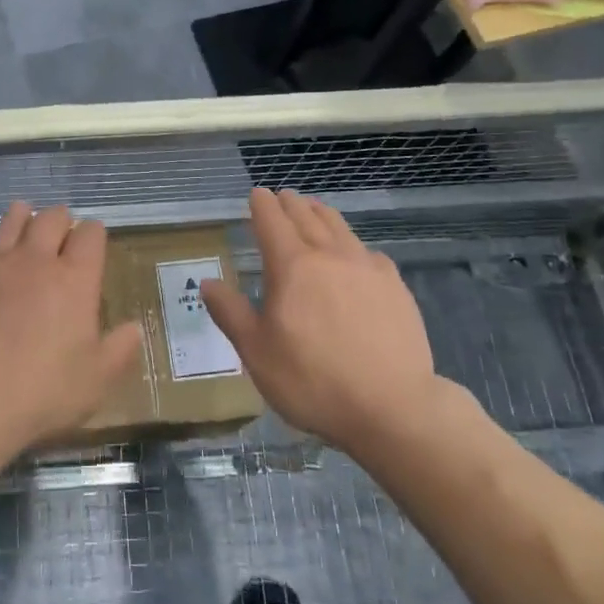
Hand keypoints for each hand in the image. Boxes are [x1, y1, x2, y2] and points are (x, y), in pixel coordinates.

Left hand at [0, 203, 142, 455]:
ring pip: (9, 223)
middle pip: (50, 219)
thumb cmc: (44, 391)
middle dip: (59, 219)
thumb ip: (119, 349)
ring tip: (22, 217)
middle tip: (60, 228)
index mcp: (74, 279)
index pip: (90, 235)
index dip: (94, 234)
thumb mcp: (97, 380)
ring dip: (20, 218)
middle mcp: (35, 261)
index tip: (93, 241)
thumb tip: (134, 328)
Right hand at [201, 188, 447, 453]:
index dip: (261, 204)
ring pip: (339, 227)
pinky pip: (368, 252)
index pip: (272, 220)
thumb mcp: (257, 352)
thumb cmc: (313, 381)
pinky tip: (355, 257)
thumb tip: (207, 283)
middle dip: (290, 204)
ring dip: (321, 214)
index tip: (256, 194)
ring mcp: (367, 268)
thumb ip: (230, 313)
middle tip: (282, 197)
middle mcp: (329, 255)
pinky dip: (353, 245)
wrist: (393, 408)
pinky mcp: (395, 286)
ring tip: (313, 211)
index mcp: (291, 266)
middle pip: (306, 216)